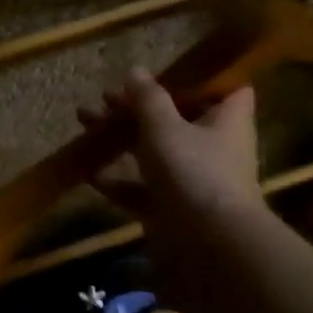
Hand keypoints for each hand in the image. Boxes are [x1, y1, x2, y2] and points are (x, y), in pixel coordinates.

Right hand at [79, 69, 265, 231]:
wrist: (210, 243)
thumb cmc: (194, 170)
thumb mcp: (164, 126)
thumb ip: (147, 98)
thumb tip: (136, 70)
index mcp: (226, 120)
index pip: (227, 88)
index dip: (203, 76)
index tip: (170, 68)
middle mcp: (214, 146)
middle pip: (177, 117)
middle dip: (139, 106)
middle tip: (105, 97)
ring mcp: (194, 179)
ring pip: (154, 151)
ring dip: (121, 138)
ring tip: (84, 122)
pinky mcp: (174, 208)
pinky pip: (142, 188)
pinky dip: (118, 180)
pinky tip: (89, 172)